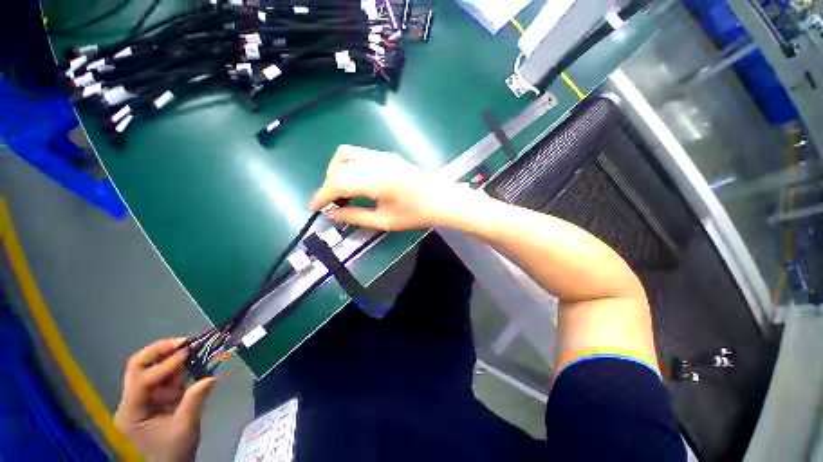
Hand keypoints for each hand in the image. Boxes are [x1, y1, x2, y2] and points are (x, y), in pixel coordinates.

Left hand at [115, 338, 216, 461]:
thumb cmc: (175, 450)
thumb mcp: (185, 428)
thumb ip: (194, 400)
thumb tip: (211, 377)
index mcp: (131, 412)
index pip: (142, 381)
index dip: (164, 366)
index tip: (188, 353)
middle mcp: (130, 401)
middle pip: (137, 367)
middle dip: (159, 351)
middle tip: (183, 342)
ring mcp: (140, 399)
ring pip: (148, 368)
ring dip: (169, 358)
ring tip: (191, 350)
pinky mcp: (152, 398)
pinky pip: (161, 377)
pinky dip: (176, 368)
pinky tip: (190, 365)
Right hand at [310, 145, 462, 229]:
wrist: (441, 200)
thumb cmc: (416, 214)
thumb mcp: (385, 221)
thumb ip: (356, 216)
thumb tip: (332, 215)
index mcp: (376, 180)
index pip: (336, 183)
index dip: (321, 196)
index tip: (314, 208)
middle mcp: (376, 162)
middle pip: (338, 168)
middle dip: (328, 186)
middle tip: (330, 204)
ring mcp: (382, 155)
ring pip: (345, 155)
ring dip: (336, 171)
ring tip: (341, 191)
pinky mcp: (388, 155)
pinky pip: (359, 154)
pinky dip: (349, 165)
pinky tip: (356, 181)